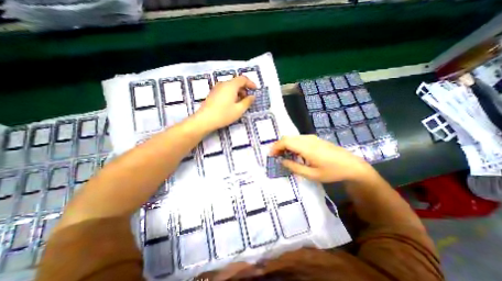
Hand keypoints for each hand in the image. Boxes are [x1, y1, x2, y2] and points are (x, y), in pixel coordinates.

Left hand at [193, 74, 255, 129]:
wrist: (204, 120)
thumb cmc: (224, 114)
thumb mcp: (239, 110)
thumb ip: (247, 102)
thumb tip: (252, 96)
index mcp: (231, 85)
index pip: (243, 79)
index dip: (250, 83)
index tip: (255, 90)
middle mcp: (223, 84)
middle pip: (236, 82)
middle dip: (244, 89)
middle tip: (248, 99)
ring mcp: (216, 88)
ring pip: (230, 86)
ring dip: (238, 92)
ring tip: (240, 103)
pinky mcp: (213, 93)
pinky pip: (225, 90)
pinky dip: (231, 94)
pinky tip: (231, 104)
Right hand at [271, 135, 372, 182]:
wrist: (352, 165)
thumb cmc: (332, 172)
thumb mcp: (312, 175)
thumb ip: (294, 167)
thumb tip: (282, 161)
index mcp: (307, 148)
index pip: (285, 141)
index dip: (276, 146)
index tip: (271, 154)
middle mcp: (308, 139)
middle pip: (287, 137)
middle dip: (279, 145)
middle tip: (275, 156)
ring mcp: (312, 138)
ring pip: (293, 137)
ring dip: (285, 144)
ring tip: (283, 155)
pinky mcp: (315, 139)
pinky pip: (299, 138)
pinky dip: (292, 143)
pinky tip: (294, 152)